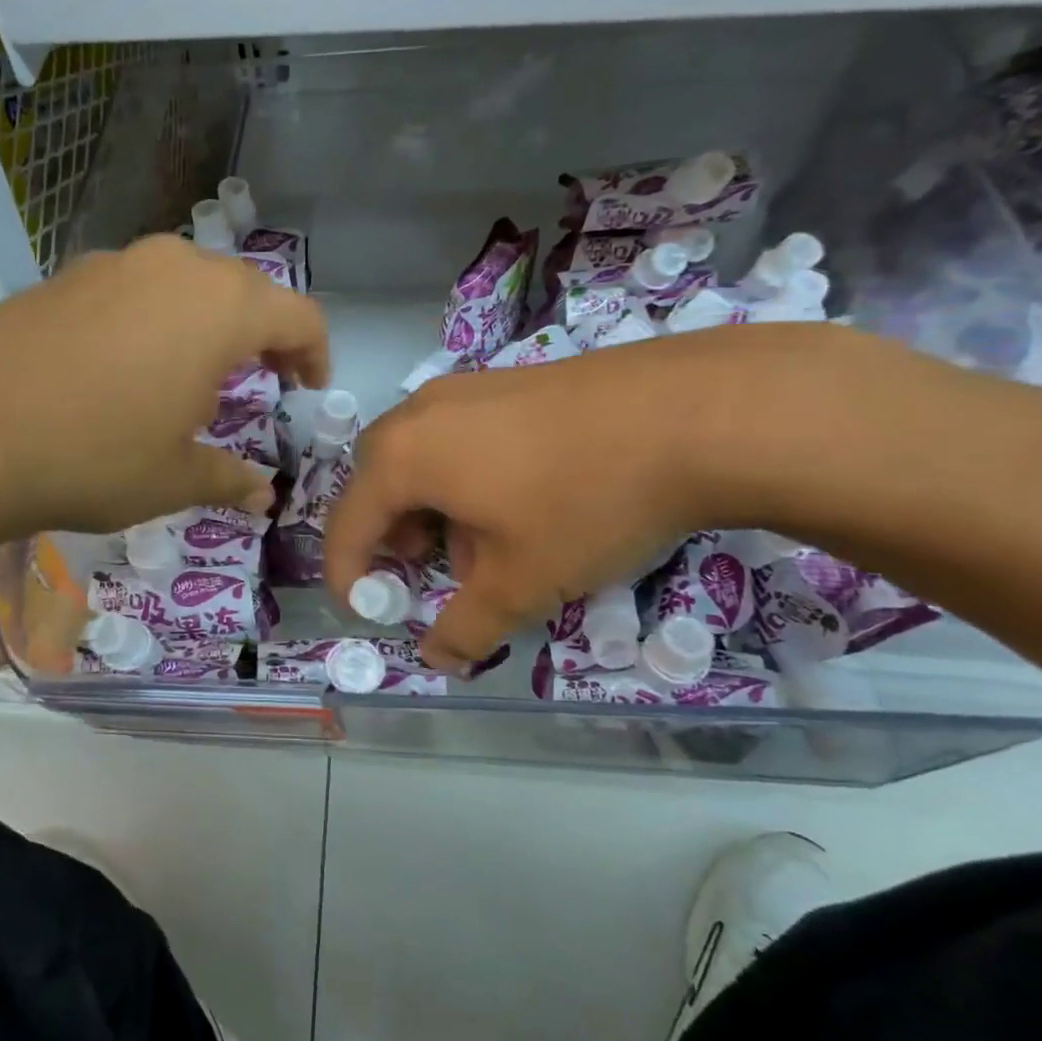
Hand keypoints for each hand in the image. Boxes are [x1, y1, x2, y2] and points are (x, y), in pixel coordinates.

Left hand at [0, 236, 329, 561]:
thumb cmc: (95, 455)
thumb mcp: (174, 478)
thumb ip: (229, 478)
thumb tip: (262, 495)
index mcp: (221, 307)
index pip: (299, 315)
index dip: (314, 354)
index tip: (306, 391)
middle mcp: (175, 266)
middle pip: (244, 291)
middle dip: (261, 338)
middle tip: (256, 386)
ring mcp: (114, 263)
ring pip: (186, 285)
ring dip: (205, 327)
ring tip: (187, 381)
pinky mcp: (65, 276)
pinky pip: (134, 290)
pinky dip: (153, 322)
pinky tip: (122, 372)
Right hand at [322, 326, 838, 671]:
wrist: (694, 413)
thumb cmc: (584, 502)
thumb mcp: (521, 582)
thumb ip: (466, 628)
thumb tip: (437, 659)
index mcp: (404, 455)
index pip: (347, 523)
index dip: (348, 575)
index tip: (366, 612)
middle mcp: (422, 412)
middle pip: (380, 482)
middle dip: (391, 535)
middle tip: (424, 571)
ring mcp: (469, 388)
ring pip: (425, 457)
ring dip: (434, 508)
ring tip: (485, 546)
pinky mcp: (513, 381)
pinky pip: (463, 436)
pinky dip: (468, 478)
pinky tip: (524, 503)